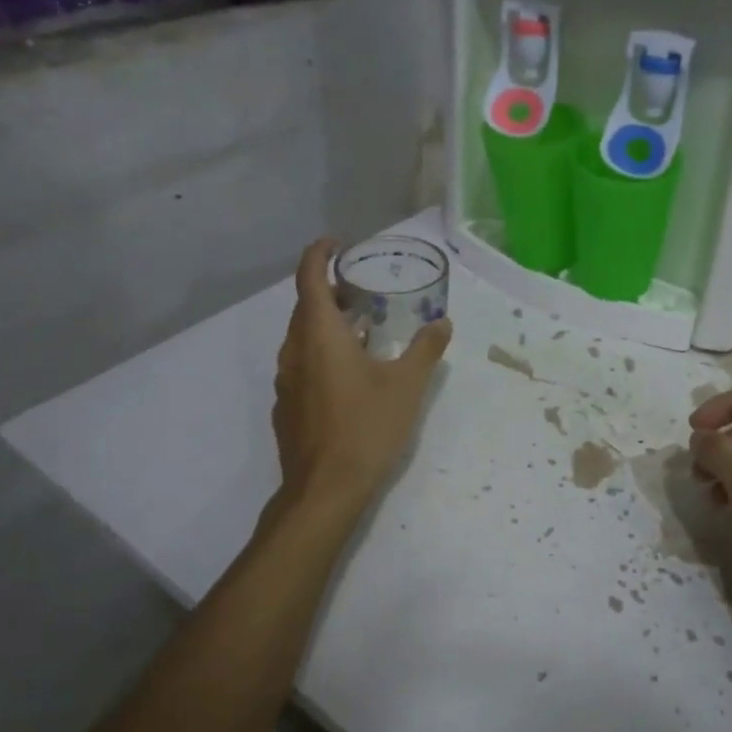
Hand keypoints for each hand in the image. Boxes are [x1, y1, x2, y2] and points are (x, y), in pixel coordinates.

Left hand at [273, 239, 451, 505]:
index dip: (319, 254)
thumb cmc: (366, 428)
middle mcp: (295, 351)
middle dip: (329, 291)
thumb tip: (443, 323)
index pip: (309, 278)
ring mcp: (287, 381)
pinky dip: (322, 352)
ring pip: (302, 337)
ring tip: (362, 328)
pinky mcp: (288, 406)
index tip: (336, 242)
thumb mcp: (407, 386)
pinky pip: (302, 363)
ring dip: (327, 324)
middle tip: (362, 290)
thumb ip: (426, 349)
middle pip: (305, 307)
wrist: (325, 490)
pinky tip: (350, 372)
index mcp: (319, 336)